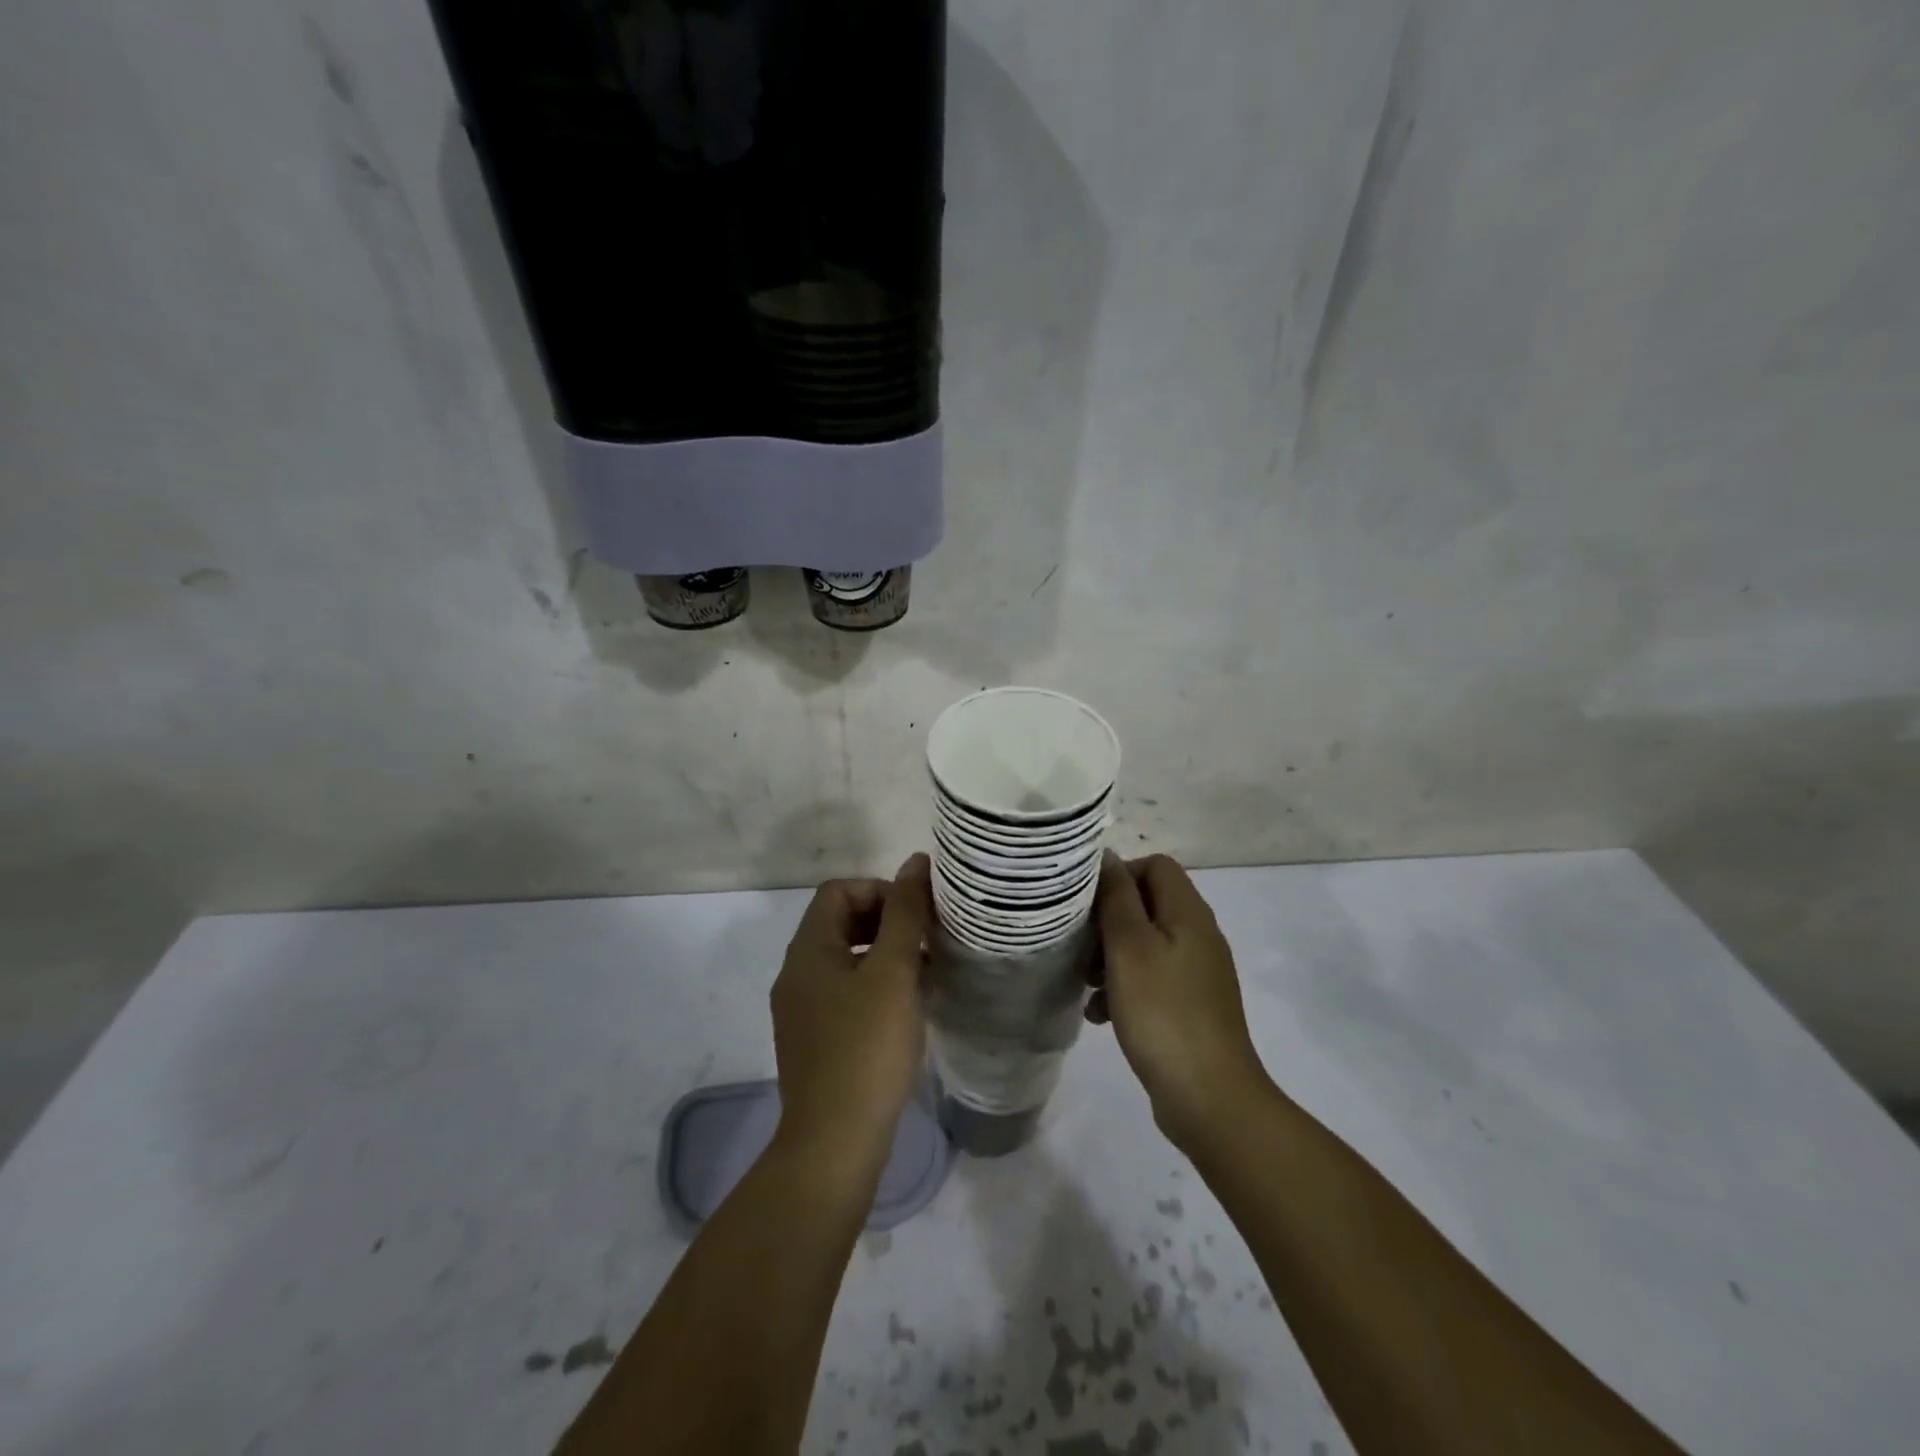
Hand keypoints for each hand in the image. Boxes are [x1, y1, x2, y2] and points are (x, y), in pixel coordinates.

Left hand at [769, 855, 932, 1185]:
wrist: (834, 1143)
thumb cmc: (866, 1048)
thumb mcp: (893, 972)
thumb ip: (905, 913)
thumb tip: (915, 862)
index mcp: (807, 949)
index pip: (838, 890)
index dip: (880, 891)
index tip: (916, 917)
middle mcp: (796, 973)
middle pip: (839, 921)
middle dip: (885, 921)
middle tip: (924, 941)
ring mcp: (801, 1009)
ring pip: (844, 958)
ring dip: (883, 954)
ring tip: (922, 972)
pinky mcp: (814, 1039)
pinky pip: (844, 992)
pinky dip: (874, 986)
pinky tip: (904, 1009)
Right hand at [1088, 853, 1271, 1151]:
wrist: (1209, 1097)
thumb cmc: (1162, 1012)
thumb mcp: (1129, 947)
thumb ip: (1117, 897)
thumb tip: (1108, 857)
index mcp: (1189, 914)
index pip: (1156, 865)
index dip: (1120, 875)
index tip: (1089, 906)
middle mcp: (1198, 936)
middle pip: (1148, 905)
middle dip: (1108, 921)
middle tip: (1081, 948)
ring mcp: (1197, 973)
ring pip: (1145, 944)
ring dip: (1111, 957)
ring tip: (1086, 984)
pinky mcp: (1190, 1006)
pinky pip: (1152, 979)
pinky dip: (1124, 988)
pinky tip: (1101, 1014)